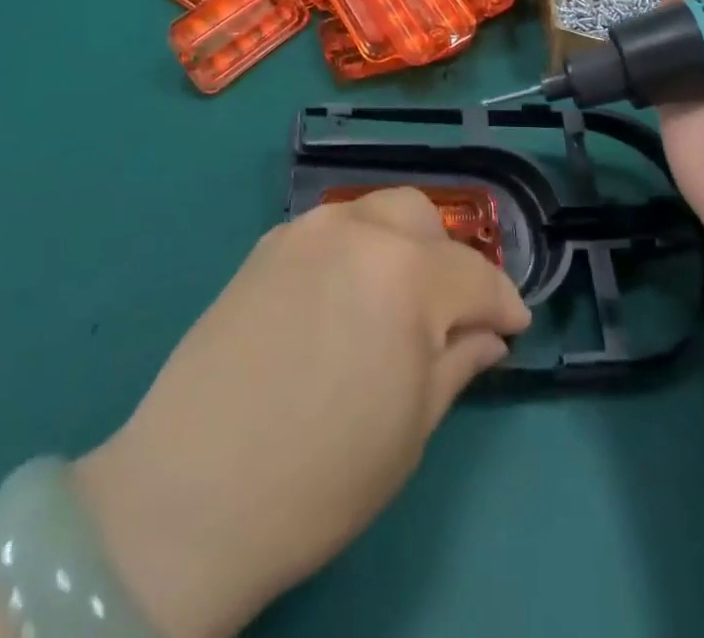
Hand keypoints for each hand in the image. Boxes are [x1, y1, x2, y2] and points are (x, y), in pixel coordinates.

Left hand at [74, 189, 530, 637]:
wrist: (190, 491)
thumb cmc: (322, 474)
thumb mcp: (412, 427)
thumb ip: (458, 363)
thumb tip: (488, 335)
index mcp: (407, 272)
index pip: (476, 275)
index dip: (503, 304)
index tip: (513, 328)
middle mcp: (358, 230)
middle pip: (423, 219)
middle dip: (448, 259)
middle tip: (447, 313)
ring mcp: (305, 231)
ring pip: (374, 213)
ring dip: (400, 246)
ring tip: (394, 302)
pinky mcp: (265, 245)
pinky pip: (329, 231)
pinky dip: (354, 251)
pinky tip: (341, 299)